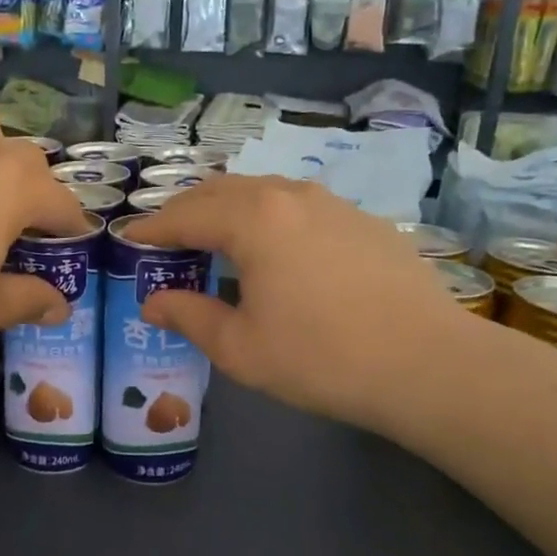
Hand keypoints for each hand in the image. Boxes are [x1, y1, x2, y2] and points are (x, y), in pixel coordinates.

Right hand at [128, 176, 463, 430]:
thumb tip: (152, 303)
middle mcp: (288, 196)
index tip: (127, 242)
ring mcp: (330, 203)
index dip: (151, 230)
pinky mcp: (361, 220)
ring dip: (227, 210)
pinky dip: (267, 217)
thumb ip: (189, 316)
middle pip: (219, 191)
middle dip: (185, 212)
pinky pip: (297, 205)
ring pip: (261, 191)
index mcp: (252, 220)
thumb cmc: (321, 358)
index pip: (184, 216)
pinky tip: (274, 251)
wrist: (429, 364)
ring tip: (214, 241)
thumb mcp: (240, 348)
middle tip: (165, 242)